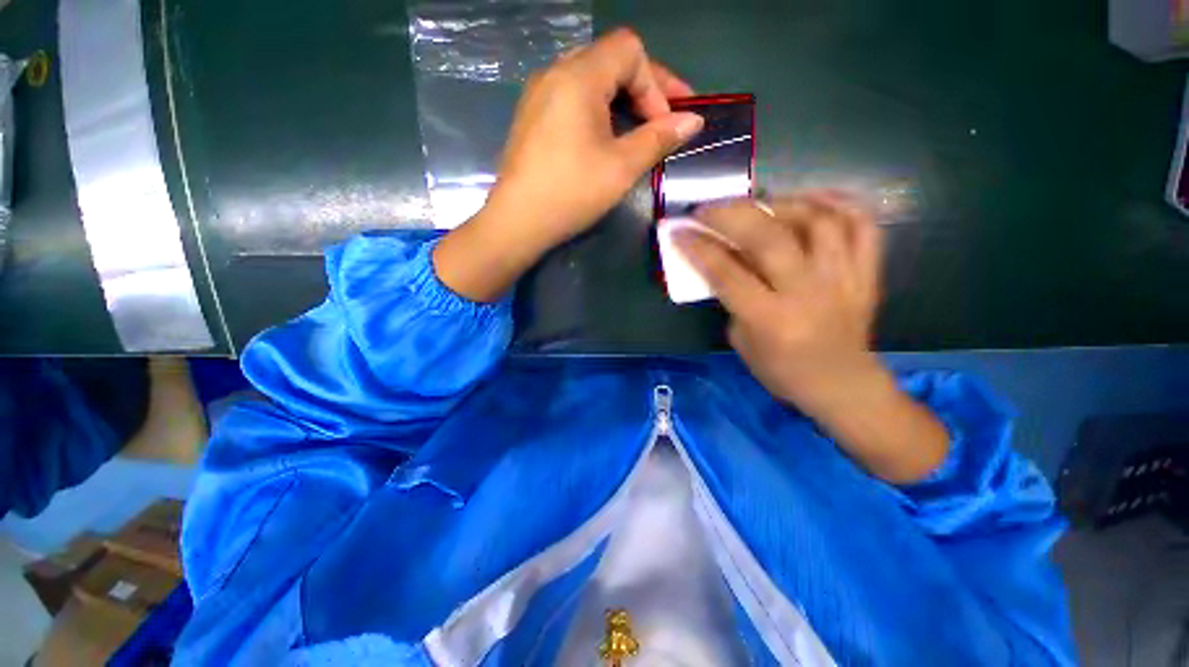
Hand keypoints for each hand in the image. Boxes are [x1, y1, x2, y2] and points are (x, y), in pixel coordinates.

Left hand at [434, 29, 703, 302]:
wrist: (518, 222)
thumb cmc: (572, 193)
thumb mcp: (622, 167)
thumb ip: (658, 138)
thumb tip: (693, 121)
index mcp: (578, 76)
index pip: (630, 50)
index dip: (656, 83)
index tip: (664, 124)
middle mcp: (554, 72)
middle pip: (610, 59)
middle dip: (643, 86)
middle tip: (662, 120)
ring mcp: (539, 94)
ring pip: (590, 78)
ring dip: (620, 99)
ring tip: (636, 129)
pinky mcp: (532, 116)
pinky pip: (571, 97)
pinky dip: (597, 109)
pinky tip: (603, 137)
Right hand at [675, 191, 948, 482]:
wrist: (842, 384)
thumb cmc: (782, 371)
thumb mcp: (741, 342)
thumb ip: (733, 299)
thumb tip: (725, 260)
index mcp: (770, 320)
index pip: (726, 273)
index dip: (698, 247)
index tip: (679, 230)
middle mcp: (807, 293)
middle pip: (769, 239)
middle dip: (731, 215)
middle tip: (708, 208)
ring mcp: (843, 279)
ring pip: (817, 221)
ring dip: (781, 204)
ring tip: (758, 204)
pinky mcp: (867, 273)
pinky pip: (860, 224)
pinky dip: (836, 202)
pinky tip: (810, 200)